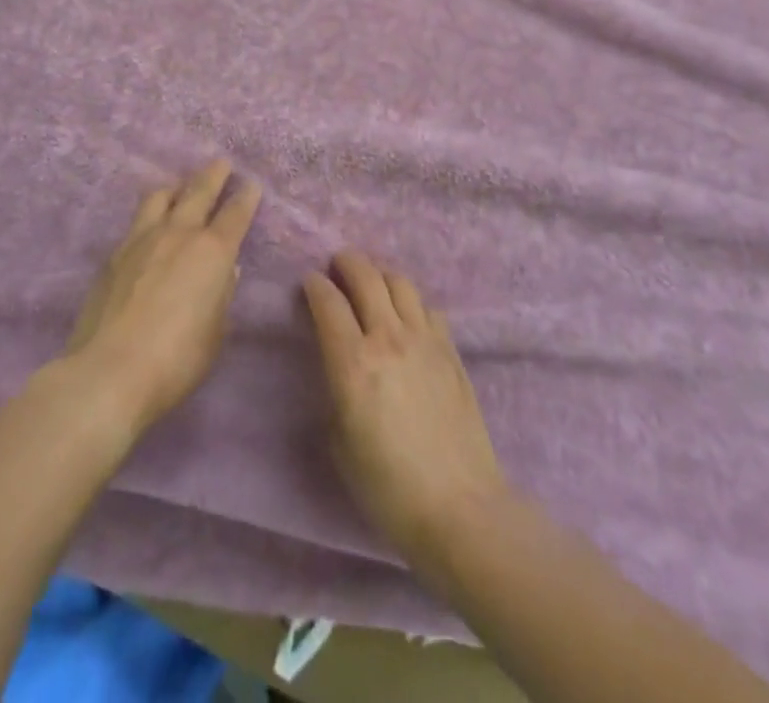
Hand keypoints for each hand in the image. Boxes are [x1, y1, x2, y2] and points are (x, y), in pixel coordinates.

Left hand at [63, 159, 259, 435]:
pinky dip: (150, 214)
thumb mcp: (215, 332)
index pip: (235, 214)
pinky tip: (150, 225)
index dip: (246, 198)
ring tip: (180, 186)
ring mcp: (142, 240)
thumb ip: (221, 297)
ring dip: (176, 188)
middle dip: (213, 175)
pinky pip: (137, 221)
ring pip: (161, 197)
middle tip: (221, 163)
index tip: (252, 185)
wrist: (109, 371)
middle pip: (198, 192)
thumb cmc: (176, 359)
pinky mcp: (114, 254)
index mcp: (213, 252)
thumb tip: (225, 272)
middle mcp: (179, 234)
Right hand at [303, 251, 508, 566]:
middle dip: (347, 262)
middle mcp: (388, 338)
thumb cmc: (388, 487)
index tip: (309, 282)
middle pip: (366, 276)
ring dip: (380, 274)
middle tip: (337, 264)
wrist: (459, 507)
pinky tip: (407, 315)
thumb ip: (335, 390)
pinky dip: (410, 301)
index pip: (328, 302)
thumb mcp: (340, 442)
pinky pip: (427, 307)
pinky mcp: (450, 350)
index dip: (314, 286)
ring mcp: (424, 339)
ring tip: (372, 281)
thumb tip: (339, 365)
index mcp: (353, 362)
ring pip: (400, 282)